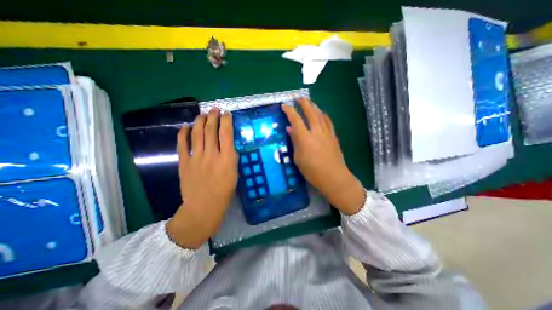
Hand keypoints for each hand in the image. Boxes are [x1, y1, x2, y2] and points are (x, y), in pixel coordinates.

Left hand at [167, 109, 237, 249]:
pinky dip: (183, 134)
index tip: (227, 114)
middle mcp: (212, 155)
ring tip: (202, 114)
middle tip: (214, 109)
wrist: (203, 207)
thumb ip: (231, 158)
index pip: (227, 134)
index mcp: (227, 159)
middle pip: (211, 130)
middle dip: (213, 117)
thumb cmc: (224, 192)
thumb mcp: (235, 174)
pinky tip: (186, 127)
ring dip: (200, 121)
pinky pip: (182, 144)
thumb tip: (227, 145)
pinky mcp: (184, 163)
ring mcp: (196, 158)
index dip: (227, 121)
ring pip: (197, 134)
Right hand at [282, 98, 365, 213]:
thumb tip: (290, 129)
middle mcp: (316, 132)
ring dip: (314, 106)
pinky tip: (321, 114)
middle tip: (298, 98)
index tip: (284, 105)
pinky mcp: (333, 136)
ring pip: (320, 114)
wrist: (334, 177)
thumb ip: (295, 142)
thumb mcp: (298, 158)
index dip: (289, 111)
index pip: (296, 120)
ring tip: (309, 103)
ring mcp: (327, 133)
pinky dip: (323, 114)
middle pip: (310, 112)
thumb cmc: (312, 171)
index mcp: (305, 138)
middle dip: (304, 103)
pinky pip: (328, 121)